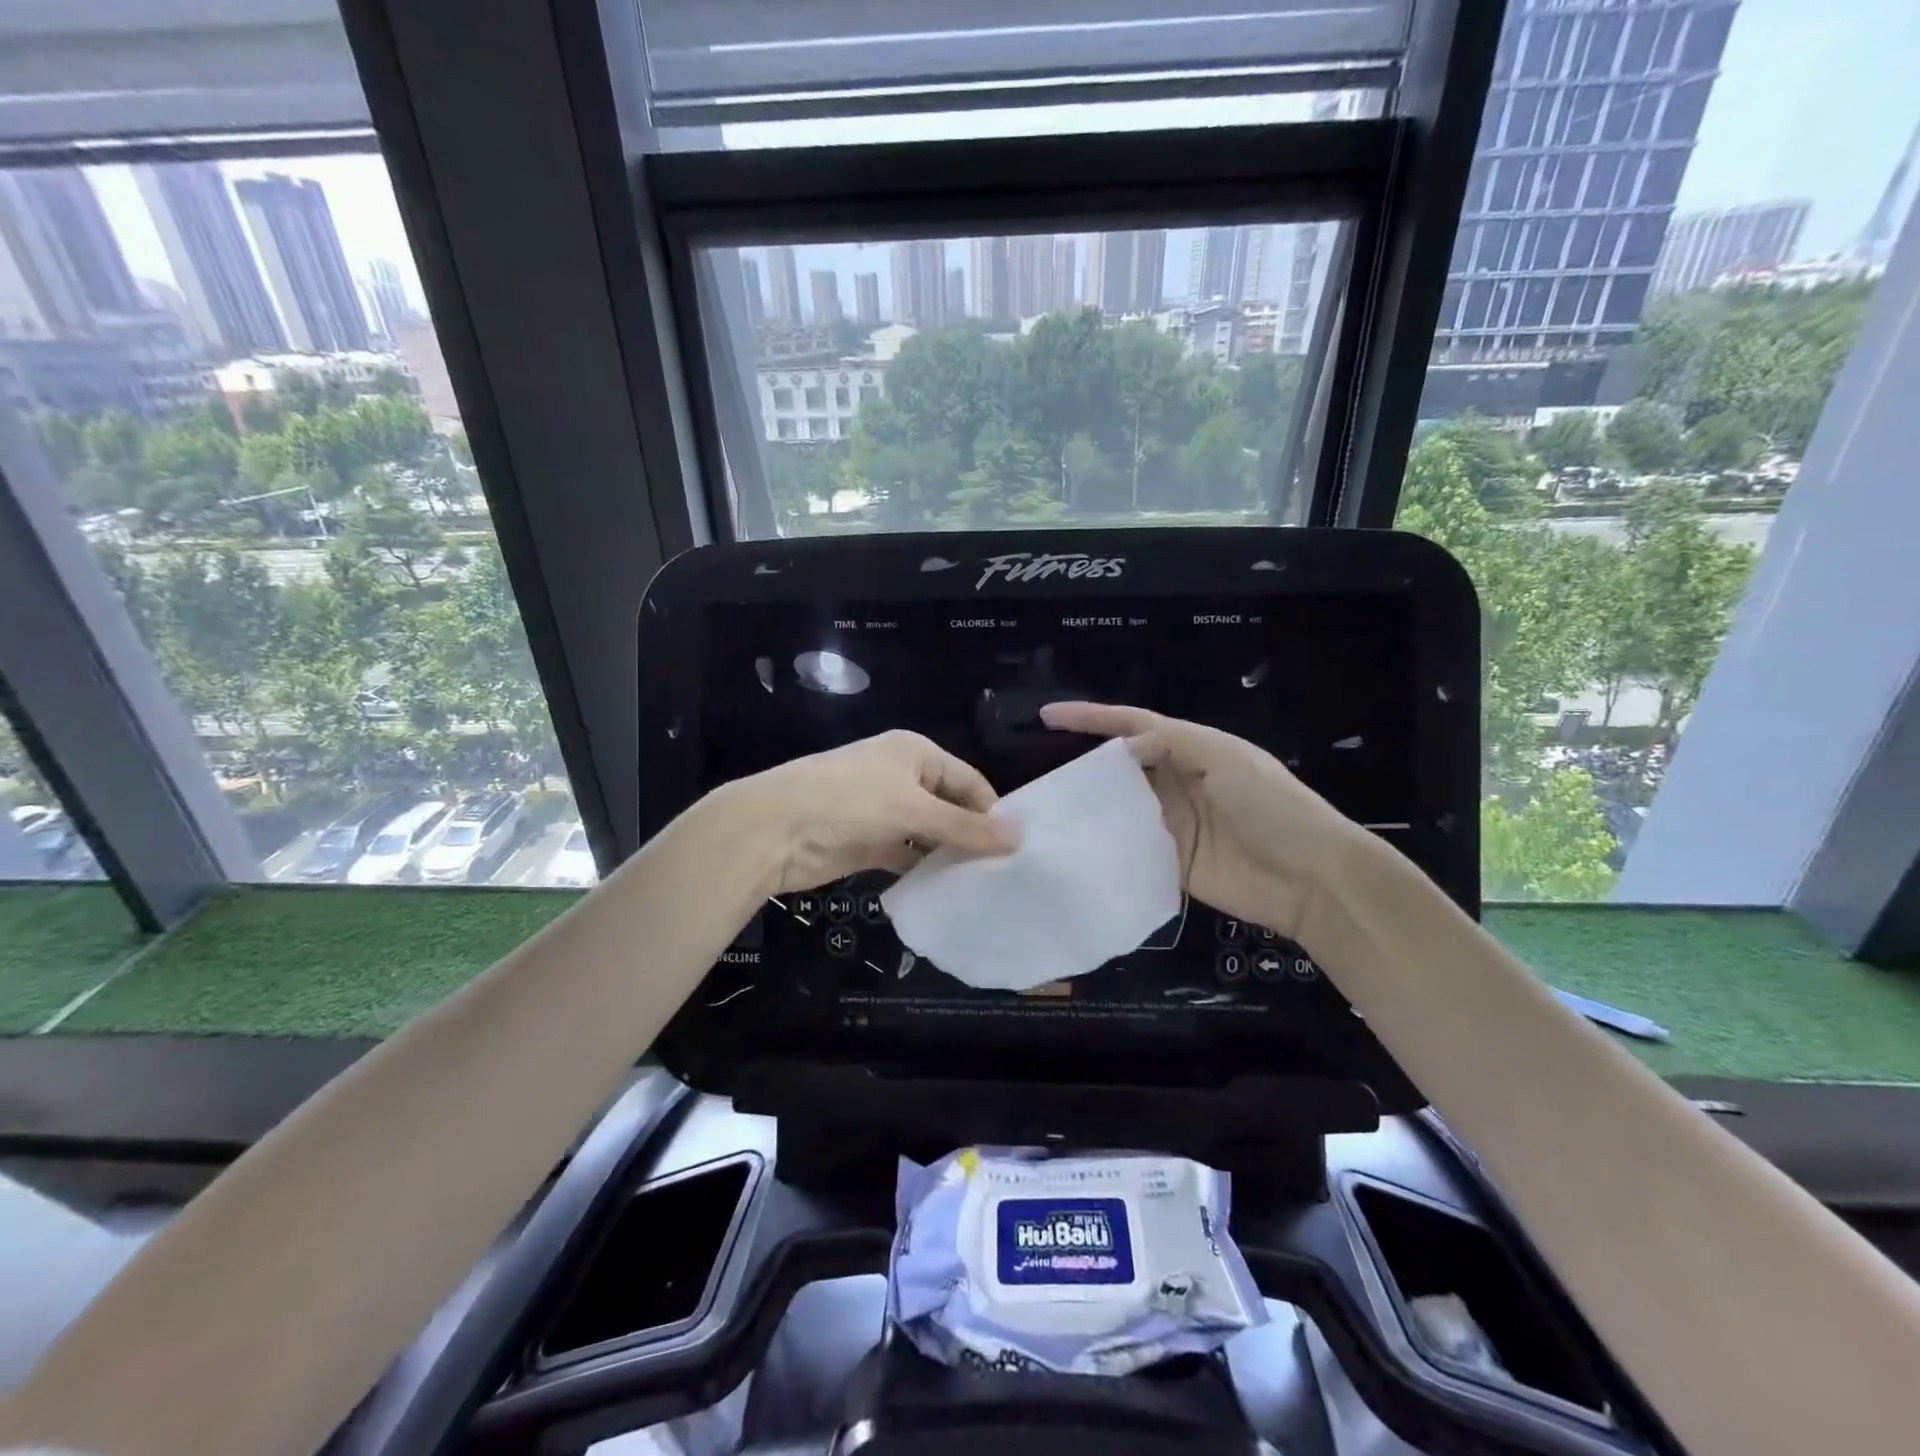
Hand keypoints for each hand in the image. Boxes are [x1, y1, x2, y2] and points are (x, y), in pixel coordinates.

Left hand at [728, 730, 1017, 895]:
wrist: (774, 830)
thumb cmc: (849, 802)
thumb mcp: (913, 808)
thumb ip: (966, 827)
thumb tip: (1020, 837)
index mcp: (916, 753)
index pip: (970, 781)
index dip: (992, 812)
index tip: (1018, 849)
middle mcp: (903, 777)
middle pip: (951, 807)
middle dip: (973, 836)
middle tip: (1007, 874)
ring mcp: (884, 812)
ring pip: (930, 835)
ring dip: (950, 857)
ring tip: (986, 887)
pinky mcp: (869, 844)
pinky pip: (907, 857)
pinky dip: (924, 871)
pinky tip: (948, 893)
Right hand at [1040, 702, 1366, 943]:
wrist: (1311, 878)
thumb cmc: (1271, 806)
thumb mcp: (1225, 758)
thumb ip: (1172, 743)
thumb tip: (1120, 747)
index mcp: (1192, 748)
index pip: (1134, 725)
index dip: (1092, 718)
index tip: (1048, 716)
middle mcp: (1177, 781)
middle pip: (1121, 766)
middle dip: (1083, 763)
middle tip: (1040, 773)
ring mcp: (1173, 822)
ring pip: (1121, 805)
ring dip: (1090, 805)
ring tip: (1047, 807)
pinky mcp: (1171, 860)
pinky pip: (1130, 845)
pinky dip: (1106, 843)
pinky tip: (1075, 844)